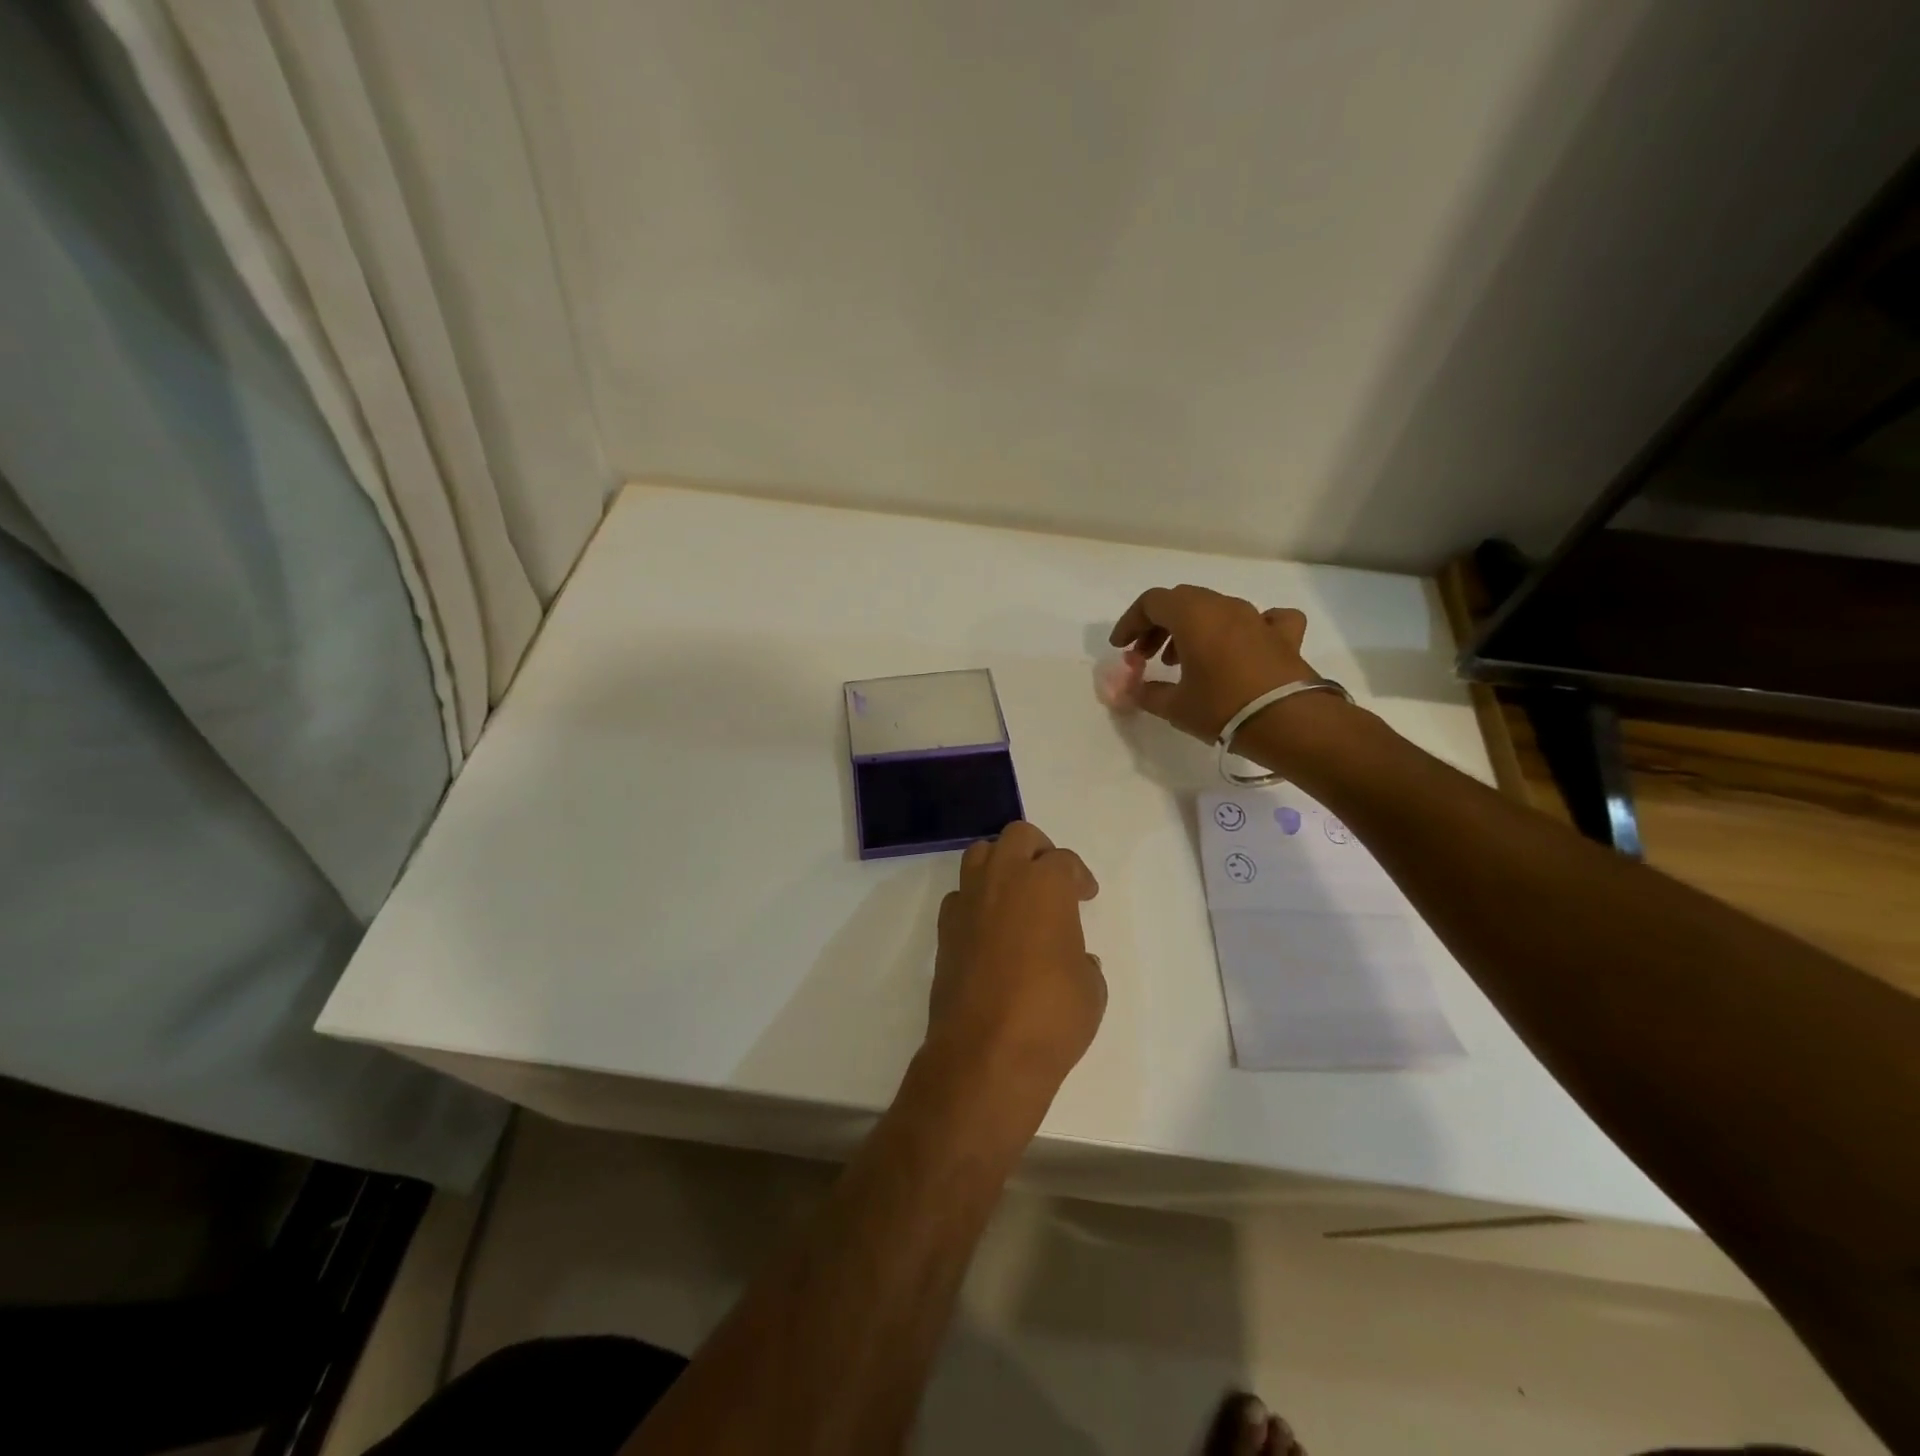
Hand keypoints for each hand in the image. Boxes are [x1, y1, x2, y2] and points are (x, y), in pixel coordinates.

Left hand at [930, 823, 1105, 1094]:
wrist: (985, 1053)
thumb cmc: (1051, 1016)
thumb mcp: (1091, 989)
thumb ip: (1081, 959)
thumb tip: (1073, 958)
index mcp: (1045, 884)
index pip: (1064, 861)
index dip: (1078, 877)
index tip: (1085, 895)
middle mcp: (1002, 880)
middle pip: (1018, 836)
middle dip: (1038, 850)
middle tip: (1051, 879)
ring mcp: (968, 902)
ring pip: (980, 855)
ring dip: (1000, 864)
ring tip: (1017, 894)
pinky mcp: (944, 929)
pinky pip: (960, 895)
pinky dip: (976, 900)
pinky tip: (989, 928)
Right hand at [1108, 584, 1317, 741]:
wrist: (1289, 722)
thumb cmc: (1222, 708)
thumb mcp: (1174, 706)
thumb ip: (1146, 694)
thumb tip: (1132, 691)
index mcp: (1193, 615)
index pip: (1152, 603)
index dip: (1131, 623)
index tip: (1121, 648)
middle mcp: (1225, 606)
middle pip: (1182, 601)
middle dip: (1158, 625)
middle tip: (1147, 656)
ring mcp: (1257, 617)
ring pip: (1216, 609)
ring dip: (1193, 628)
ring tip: (1183, 662)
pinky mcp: (1284, 635)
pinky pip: (1263, 619)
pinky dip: (1246, 629)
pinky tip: (1244, 646)